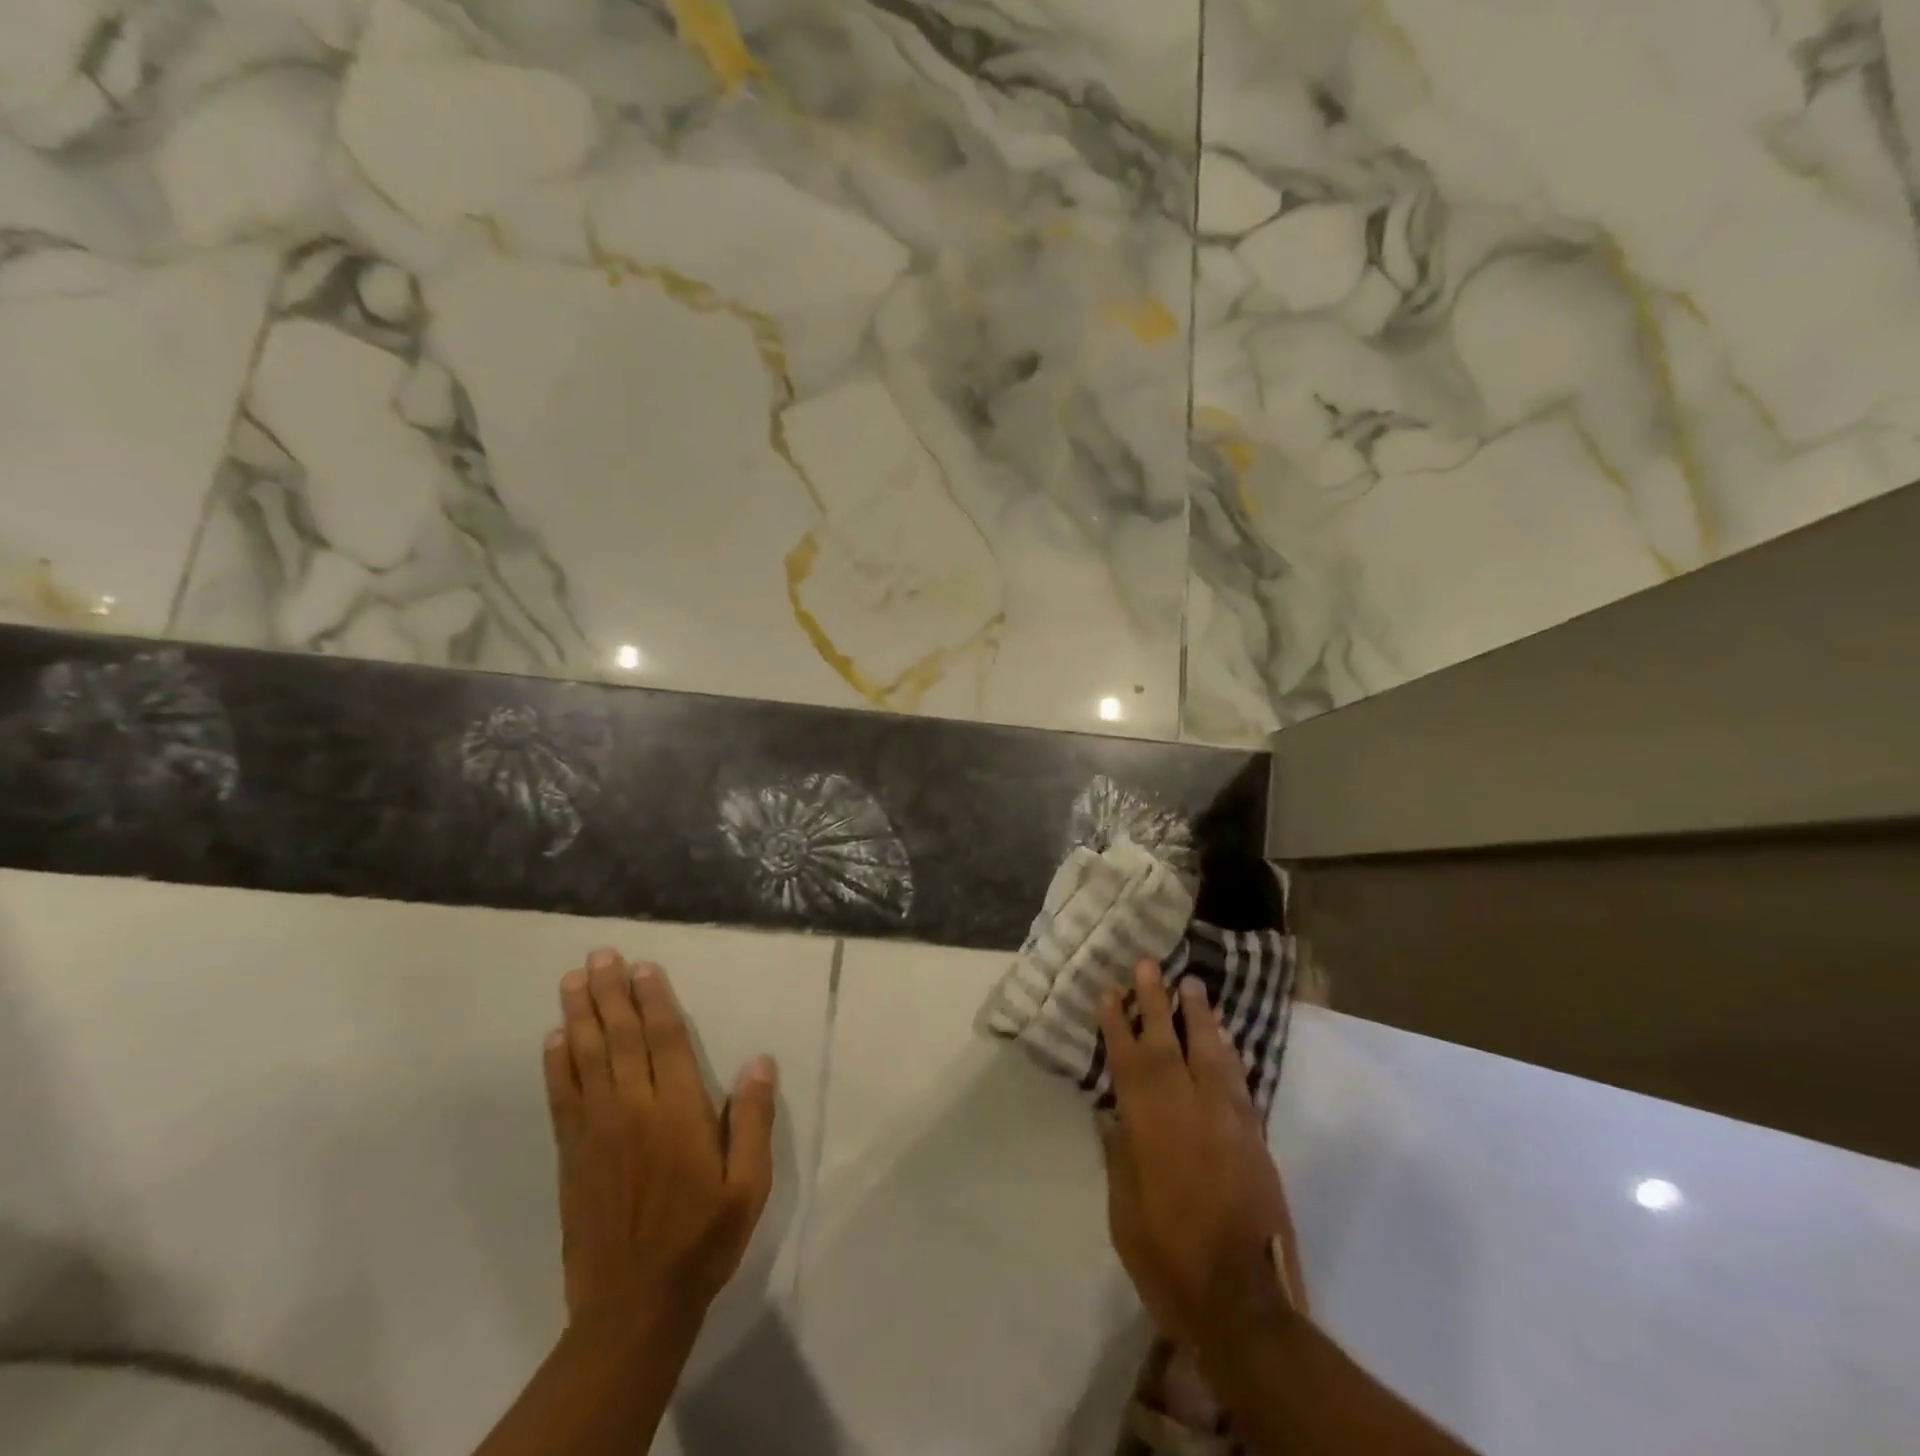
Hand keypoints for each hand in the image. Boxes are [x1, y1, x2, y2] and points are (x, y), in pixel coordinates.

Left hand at [544, 949, 777, 1334]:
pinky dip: (556, 1065)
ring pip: (586, 1059)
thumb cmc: (702, 1238)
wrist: (634, 1305)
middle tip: (600, 955)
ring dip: (579, 1016)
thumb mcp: (748, 1185)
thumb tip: (760, 1061)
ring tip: (572, 980)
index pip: (665, 1040)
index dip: (655, 1000)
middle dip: (610, 993)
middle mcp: (634, 1109)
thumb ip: (754, 1120)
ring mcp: (596, 1131)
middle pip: (620, 1038)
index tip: (644, 967)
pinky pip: (562, 1098)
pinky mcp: (571, 1155)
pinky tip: (553, 1039)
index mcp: (678, 1111)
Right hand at [1098, 958, 1304, 1356]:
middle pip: (1170, 1043)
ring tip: (1192, 983)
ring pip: (1211, 1053)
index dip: (1118, 1023)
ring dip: (1199, 1016)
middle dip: (1156, 1000)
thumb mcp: (1125, 1214)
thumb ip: (1120, 1158)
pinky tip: (1225, 1036)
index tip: (1110, 990)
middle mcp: (1189, 1110)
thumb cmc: (1170, 1259)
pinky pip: (1240, 1080)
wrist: (1244, 1302)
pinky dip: (1230, 1052)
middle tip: (1149, 963)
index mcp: (1150, 1126)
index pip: (1129, 1061)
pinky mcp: (1254, 1136)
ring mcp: (1227, 1120)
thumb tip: (1112, 1115)